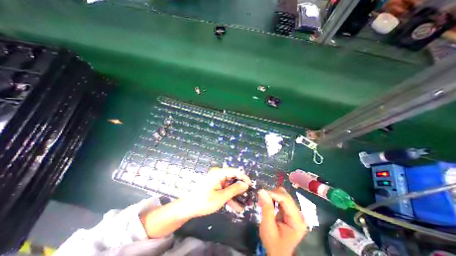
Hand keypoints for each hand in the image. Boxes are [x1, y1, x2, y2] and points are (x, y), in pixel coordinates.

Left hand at [183, 168, 250, 217]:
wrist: (187, 208)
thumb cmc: (203, 201)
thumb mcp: (220, 197)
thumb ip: (234, 190)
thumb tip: (245, 185)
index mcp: (219, 173)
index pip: (235, 171)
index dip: (244, 178)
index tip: (251, 186)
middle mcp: (218, 174)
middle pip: (233, 178)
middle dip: (240, 188)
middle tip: (249, 196)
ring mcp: (217, 180)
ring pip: (230, 185)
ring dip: (236, 195)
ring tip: (244, 204)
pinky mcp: (216, 186)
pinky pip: (225, 189)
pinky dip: (230, 197)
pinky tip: (236, 207)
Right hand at [258, 187, 307, 254]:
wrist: (277, 253)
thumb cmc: (273, 243)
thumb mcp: (268, 227)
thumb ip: (266, 208)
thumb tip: (262, 191)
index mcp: (297, 220)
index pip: (286, 200)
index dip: (273, 193)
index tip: (261, 192)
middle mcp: (298, 214)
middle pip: (285, 195)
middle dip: (272, 194)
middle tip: (261, 199)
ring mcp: (295, 212)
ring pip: (283, 195)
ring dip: (272, 196)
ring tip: (263, 202)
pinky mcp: (290, 211)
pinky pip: (281, 199)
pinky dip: (273, 198)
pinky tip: (267, 203)